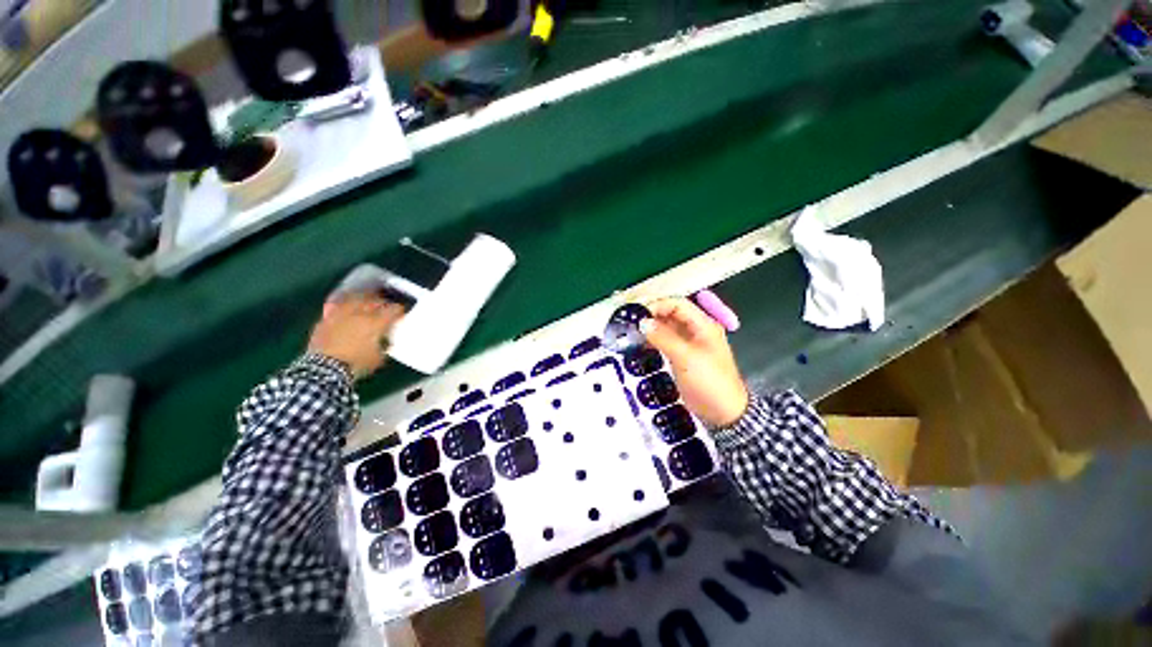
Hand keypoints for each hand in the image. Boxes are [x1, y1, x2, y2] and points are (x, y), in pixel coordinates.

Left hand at [308, 295, 404, 378]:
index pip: (393, 310)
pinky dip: (344, 304)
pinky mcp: (326, 318)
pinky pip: (337, 305)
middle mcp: (360, 314)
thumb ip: (384, 346)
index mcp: (376, 323)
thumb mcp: (379, 358)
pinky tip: (346, 307)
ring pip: (355, 299)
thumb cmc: (357, 364)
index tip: (401, 313)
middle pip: (375, 300)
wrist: (325, 369)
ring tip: (367, 301)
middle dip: (383, 302)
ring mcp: (342, 314)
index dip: (399, 310)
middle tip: (386, 306)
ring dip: (364, 299)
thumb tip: (386, 341)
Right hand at [641, 297, 748, 426]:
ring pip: (667, 328)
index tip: (639, 313)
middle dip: (652, 315)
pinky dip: (653, 340)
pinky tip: (641, 343)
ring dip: (651, 328)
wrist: (723, 412)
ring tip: (633, 331)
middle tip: (632, 321)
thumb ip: (664, 338)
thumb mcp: (686, 358)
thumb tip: (643, 323)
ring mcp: (689, 344)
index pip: (678, 304)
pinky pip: (665, 341)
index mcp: (703, 325)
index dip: (658, 305)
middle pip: (671, 314)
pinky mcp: (682, 356)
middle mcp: (696, 331)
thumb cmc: (709, 382)